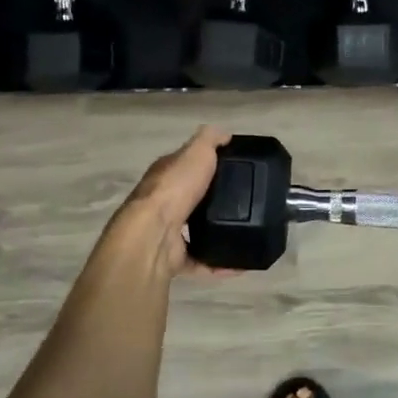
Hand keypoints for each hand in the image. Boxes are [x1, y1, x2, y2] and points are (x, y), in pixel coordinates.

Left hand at [105, 125, 233, 279]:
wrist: (153, 233)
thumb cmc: (175, 187)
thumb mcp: (196, 152)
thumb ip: (210, 140)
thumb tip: (224, 133)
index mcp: (165, 176)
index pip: (185, 166)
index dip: (205, 165)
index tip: (232, 169)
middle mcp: (162, 203)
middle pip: (190, 200)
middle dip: (212, 202)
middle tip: (244, 203)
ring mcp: (166, 232)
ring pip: (194, 232)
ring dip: (216, 234)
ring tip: (244, 232)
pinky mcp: (173, 258)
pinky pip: (201, 261)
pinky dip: (219, 264)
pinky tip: (239, 263)